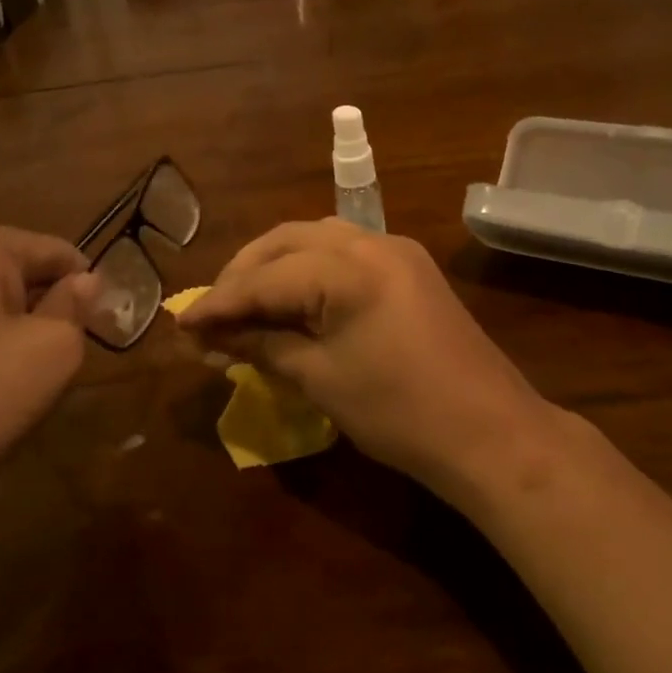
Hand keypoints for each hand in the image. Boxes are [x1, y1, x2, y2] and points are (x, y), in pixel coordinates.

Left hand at [0, 219, 99, 540]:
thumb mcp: (55, 349)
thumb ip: (76, 305)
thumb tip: (85, 281)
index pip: (50, 250)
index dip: (83, 284)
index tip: (99, 319)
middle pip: (8, 262)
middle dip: (36, 298)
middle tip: (53, 348)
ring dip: (1, 314)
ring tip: (11, 364)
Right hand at [176, 219, 556, 491]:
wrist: (491, 433)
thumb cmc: (400, 413)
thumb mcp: (321, 379)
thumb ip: (263, 346)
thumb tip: (212, 337)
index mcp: (347, 268)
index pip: (265, 278)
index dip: (219, 302)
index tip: (181, 324)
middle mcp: (372, 242)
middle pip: (287, 242)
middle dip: (244, 274)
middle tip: (211, 313)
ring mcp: (396, 251)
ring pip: (316, 239)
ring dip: (275, 265)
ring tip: (245, 304)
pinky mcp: (410, 268)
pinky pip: (344, 253)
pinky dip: (309, 270)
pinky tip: (292, 298)